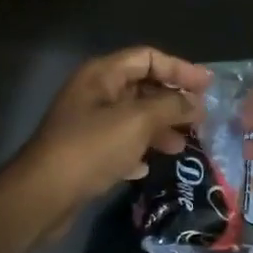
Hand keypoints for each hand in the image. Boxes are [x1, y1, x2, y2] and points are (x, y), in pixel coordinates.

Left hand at [12, 47, 209, 236]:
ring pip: (132, 118)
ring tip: (182, 146)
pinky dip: (137, 150)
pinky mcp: (84, 153)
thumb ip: (171, 106)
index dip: (179, 68)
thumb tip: (196, 103)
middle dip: (172, 101)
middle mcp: (93, 93)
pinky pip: (119, 144)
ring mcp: (87, 124)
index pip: (147, 58)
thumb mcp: (137, 121)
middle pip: (141, 87)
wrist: (44, 194)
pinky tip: (148, 166)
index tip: (208, 86)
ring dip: (159, 128)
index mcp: (102, 75)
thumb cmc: (92, 148)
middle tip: (201, 119)